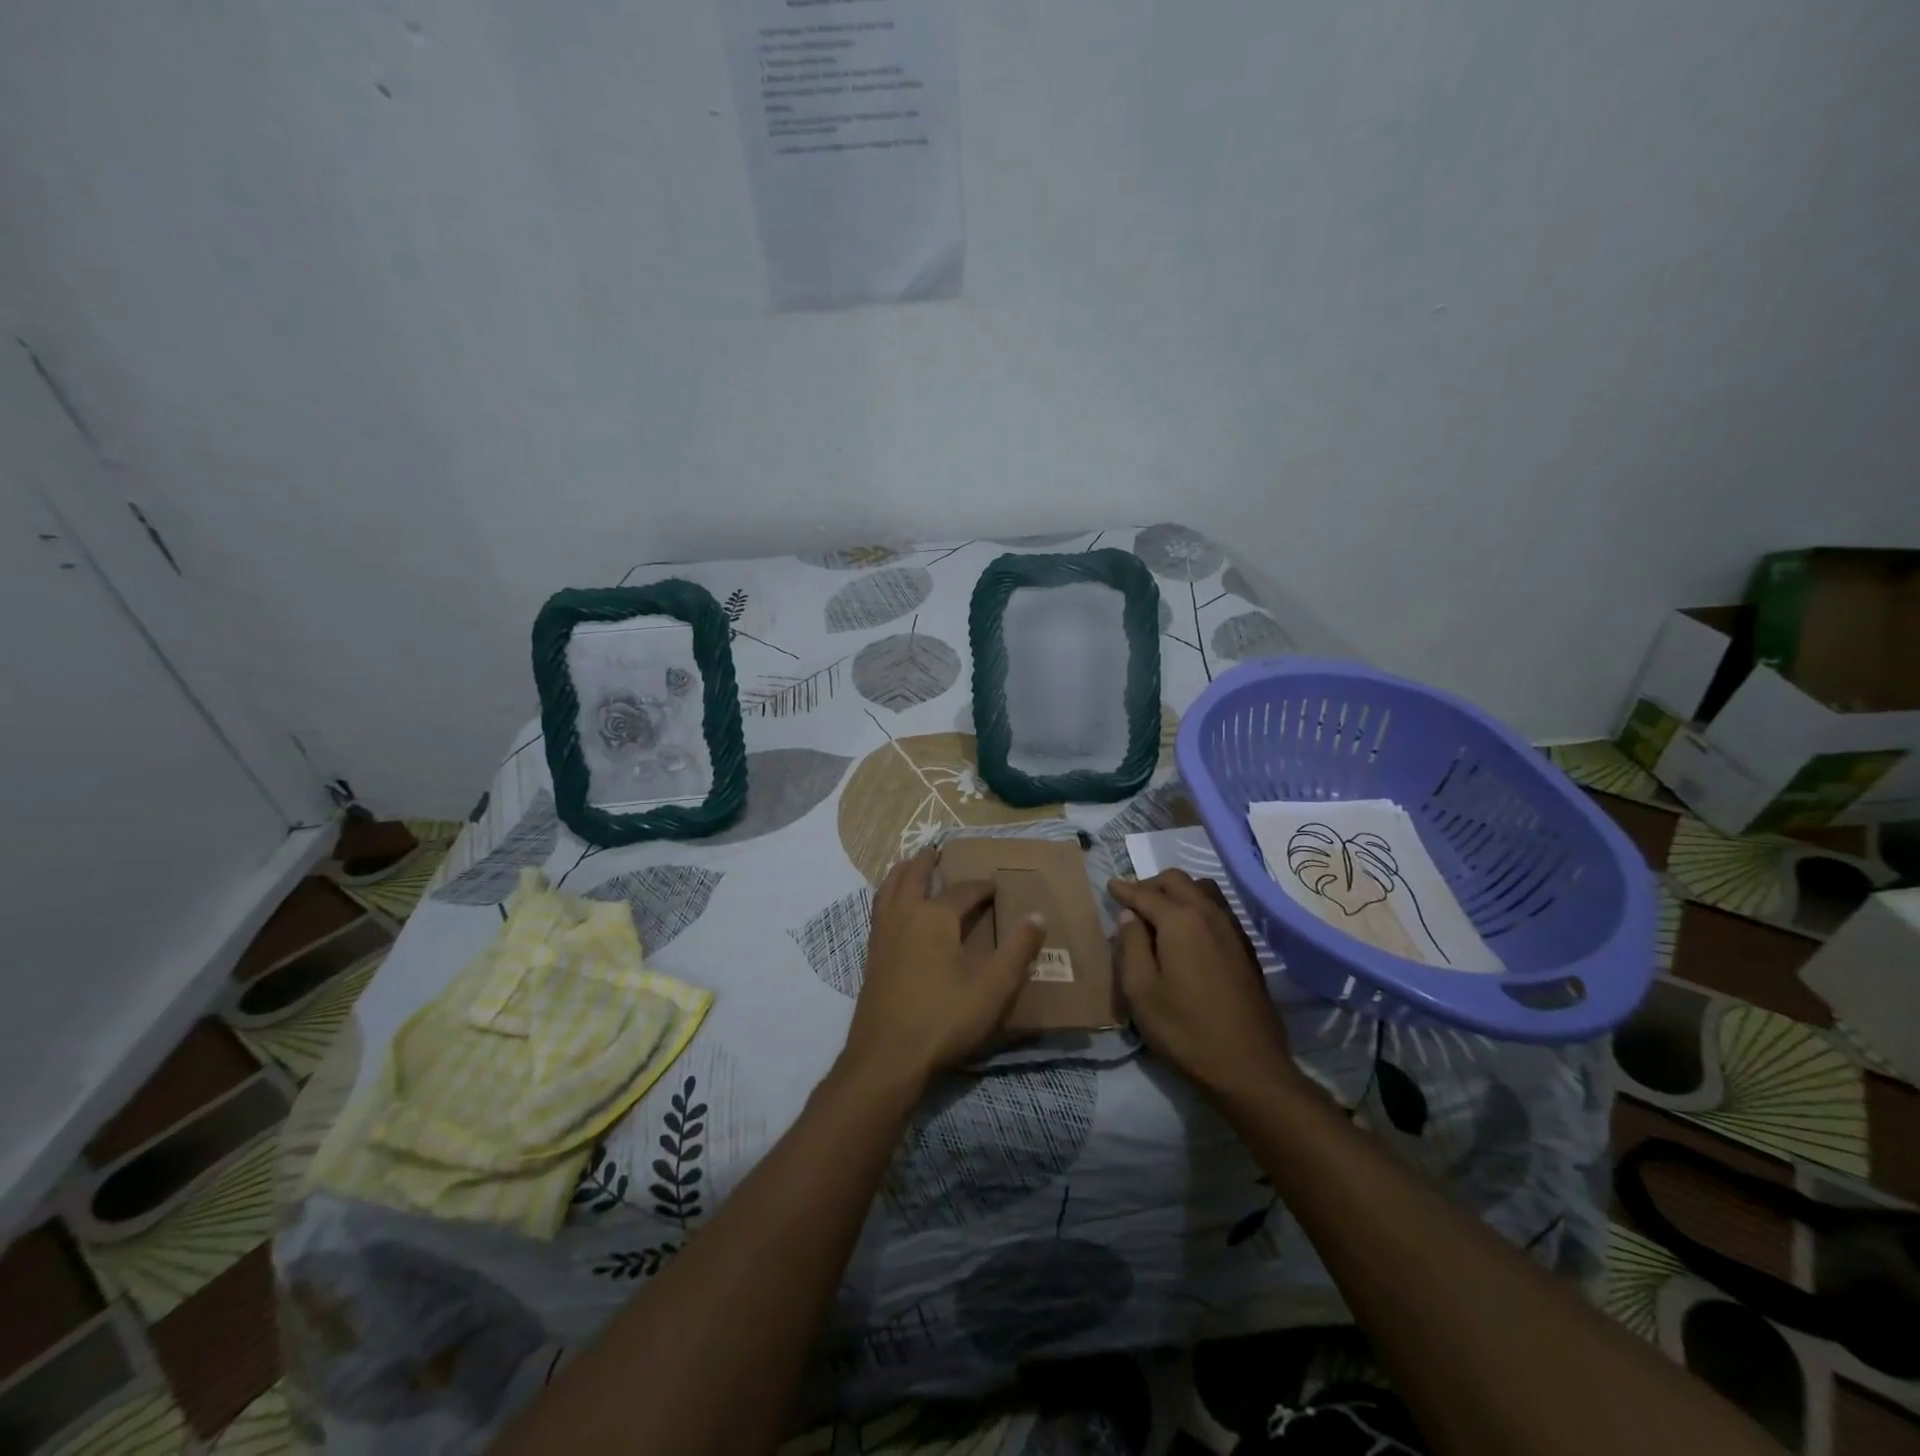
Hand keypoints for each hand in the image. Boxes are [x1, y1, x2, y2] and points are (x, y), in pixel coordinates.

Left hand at [840, 848, 1046, 1089]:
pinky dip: (888, 894)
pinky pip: (879, 908)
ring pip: (888, 887)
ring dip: (902, 872)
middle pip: (913, 875)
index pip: (964, 891)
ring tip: (910, 867)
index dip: (982, 886)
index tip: (996, 887)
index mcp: (936, 916)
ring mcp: (882, 933)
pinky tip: (894, 909)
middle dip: (927, 862)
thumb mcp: (993, 987)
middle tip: (937, 851)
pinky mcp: (871, 954)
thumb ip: (1018, 950)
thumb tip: (1037, 915)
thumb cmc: (944, 1017)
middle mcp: (905, 914)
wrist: (887, 1055)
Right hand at [1108, 869, 1299, 1105]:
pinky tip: (1187, 931)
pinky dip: (1197, 906)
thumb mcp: (1141, 991)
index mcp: (1180, 920)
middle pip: (1177, 881)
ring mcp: (1232, 929)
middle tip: (1132, 902)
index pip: (1145, 894)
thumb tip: (1130, 916)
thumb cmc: (1185, 1030)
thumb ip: (1131, 945)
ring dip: (1178, 892)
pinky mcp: (1246, 948)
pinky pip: (1217, 908)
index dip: (1124, 890)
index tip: (1109, 886)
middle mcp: (1209, 914)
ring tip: (1159, 914)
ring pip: (1202, 890)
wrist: (1249, 1067)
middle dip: (1151, 885)